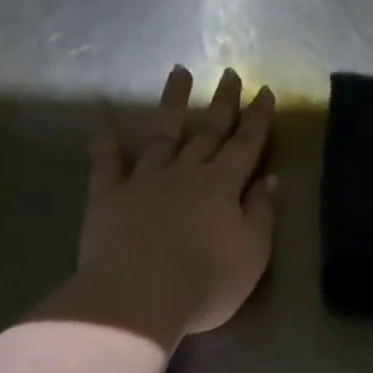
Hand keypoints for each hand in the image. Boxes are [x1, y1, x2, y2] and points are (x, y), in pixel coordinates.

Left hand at [49, 65, 276, 344]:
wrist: (139, 299)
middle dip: (223, 103)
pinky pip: (105, 160)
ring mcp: (144, 180)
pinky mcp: (108, 195)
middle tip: (231, 73)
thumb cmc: (206, 283)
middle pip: (208, 132)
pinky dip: (105, 137)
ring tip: (180, 72)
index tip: (264, 90)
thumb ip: (262, 214)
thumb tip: (269, 179)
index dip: (257, 118)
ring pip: (162, 133)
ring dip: (173, 103)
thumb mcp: (253, 253)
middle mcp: (185, 172)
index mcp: (222, 186)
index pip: (246, 145)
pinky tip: (103, 114)